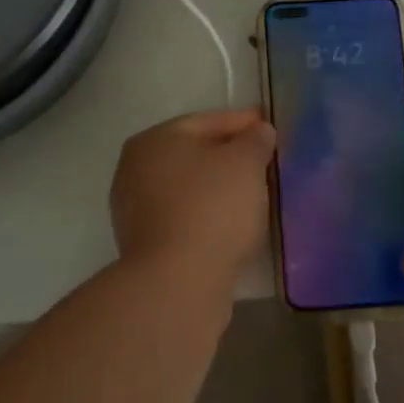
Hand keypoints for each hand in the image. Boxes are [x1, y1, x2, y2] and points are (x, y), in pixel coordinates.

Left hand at [110, 108, 276, 282]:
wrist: (177, 281)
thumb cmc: (212, 208)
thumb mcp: (245, 163)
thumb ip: (255, 140)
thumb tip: (259, 131)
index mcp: (154, 139)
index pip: (207, 121)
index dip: (242, 122)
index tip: (268, 126)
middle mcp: (136, 168)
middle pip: (194, 153)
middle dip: (229, 155)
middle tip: (264, 160)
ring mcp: (135, 207)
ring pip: (189, 186)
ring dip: (218, 187)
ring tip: (254, 193)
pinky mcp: (145, 242)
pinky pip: (185, 215)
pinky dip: (207, 213)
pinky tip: (232, 222)